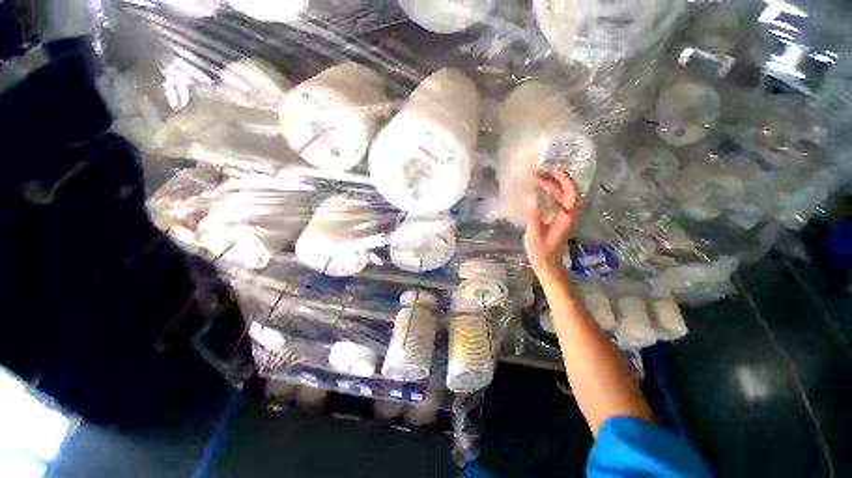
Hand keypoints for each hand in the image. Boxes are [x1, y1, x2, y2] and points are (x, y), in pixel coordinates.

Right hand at [524, 169, 578, 277]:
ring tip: (533, 178)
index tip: (554, 170)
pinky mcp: (554, 220)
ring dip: (547, 186)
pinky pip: (553, 202)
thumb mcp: (535, 233)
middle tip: (534, 174)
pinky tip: (536, 191)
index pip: (571, 194)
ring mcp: (560, 217)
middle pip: (563, 192)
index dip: (565, 180)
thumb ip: (534, 214)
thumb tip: (532, 195)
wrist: (546, 265)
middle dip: (550, 181)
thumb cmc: (541, 251)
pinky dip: (546, 194)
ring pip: (558, 197)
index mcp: (566, 217)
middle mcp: (566, 214)